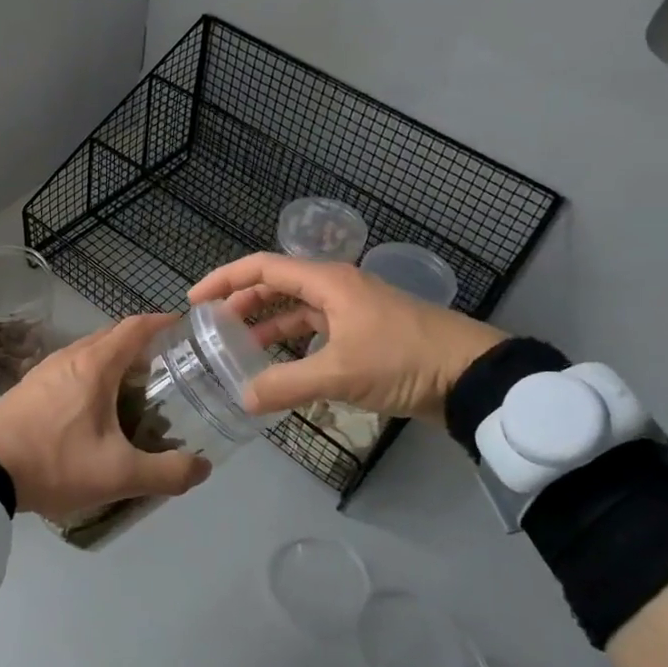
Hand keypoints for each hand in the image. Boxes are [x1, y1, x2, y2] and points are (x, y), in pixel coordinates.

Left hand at [0, 314, 212, 521]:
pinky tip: (95, 407)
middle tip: (169, 367)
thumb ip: (166, 473)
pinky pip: (70, 368)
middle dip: (143, 344)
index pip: (136, 327)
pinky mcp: (28, 387)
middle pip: (113, 336)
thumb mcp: (118, 475)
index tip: (186, 329)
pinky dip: (92, 375)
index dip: (163, 323)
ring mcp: (45, 369)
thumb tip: (203, 467)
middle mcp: (70, 356)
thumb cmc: (54, 462)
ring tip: (136, 388)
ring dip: (115, 360)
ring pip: (89, 352)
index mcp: (95, 364)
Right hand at [187, 254, 506, 419]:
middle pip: (277, 286)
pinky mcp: (365, 335)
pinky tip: (281, 367)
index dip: (225, 280)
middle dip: (242, 303)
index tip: (195, 301)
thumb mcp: (340, 373)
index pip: (263, 267)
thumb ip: (286, 385)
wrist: (472, 376)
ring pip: (297, 311)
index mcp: (327, 282)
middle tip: (212, 328)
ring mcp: (352, 311)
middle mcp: (336, 288)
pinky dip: (293, 345)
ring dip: (267, 326)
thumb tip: (243, 399)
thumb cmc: (403, 360)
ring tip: (238, 349)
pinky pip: (316, 332)